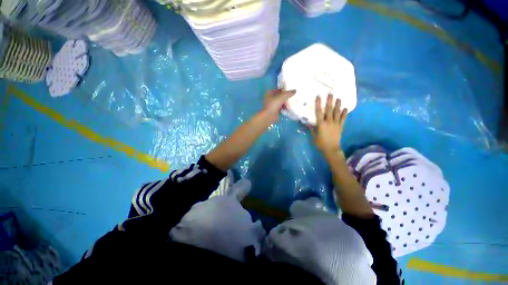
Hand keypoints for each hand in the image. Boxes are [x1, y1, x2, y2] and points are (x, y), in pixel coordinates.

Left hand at [263, 89, 294, 121]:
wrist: (269, 116)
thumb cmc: (274, 104)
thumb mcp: (282, 96)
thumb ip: (289, 93)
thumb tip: (295, 90)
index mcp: (270, 92)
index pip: (279, 89)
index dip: (285, 89)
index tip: (292, 90)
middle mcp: (270, 98)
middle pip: (280, 96)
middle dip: (286, 97)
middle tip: (294, 96)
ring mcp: (272, 105)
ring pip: (281, 102)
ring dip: (286, 102)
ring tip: (293, 102)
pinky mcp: (275, 110)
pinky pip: (281, 108)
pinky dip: (285, 108)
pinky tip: (290, 108)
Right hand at [312, 94, 347, 155]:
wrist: (331, 149)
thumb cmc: (320, 143)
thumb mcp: (314, 136)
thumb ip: (312, 128)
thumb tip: (308, 123)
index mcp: (321, 124)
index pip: (319, 112)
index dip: (318, 104)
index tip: (318, 96)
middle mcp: (329, 122)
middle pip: (329, 110)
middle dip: (330, 101)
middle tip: (331, 93)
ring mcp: (336, 124)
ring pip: (337, 112)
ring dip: (338, 105)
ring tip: (339, 98)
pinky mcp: (340, 126)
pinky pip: (343, 119)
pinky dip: (344, 113)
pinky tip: (345, 108)